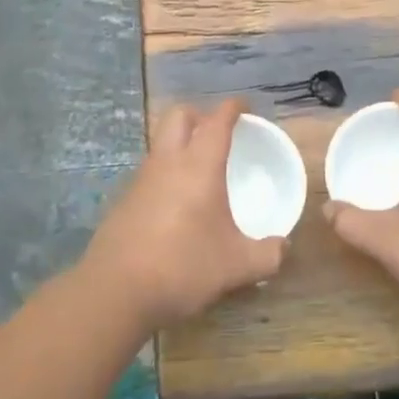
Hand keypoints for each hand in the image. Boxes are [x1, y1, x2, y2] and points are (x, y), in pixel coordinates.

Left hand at [81, 99, 285, 334]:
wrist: (115, 291)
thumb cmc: (183, 267)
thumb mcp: (237, 266)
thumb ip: (267, 255)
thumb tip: (283, 248)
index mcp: (199, 166)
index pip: (217, 121)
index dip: (232, 108)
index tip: (244, 107)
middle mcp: (167, 163)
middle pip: (179, 116)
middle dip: (200, 115)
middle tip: (219, 132)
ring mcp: (140, 180)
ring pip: (161, 143)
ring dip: (180, 144)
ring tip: (200, 169)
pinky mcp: (123, 201)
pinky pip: (149, 172)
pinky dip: (166, 173)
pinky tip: (177, 204)